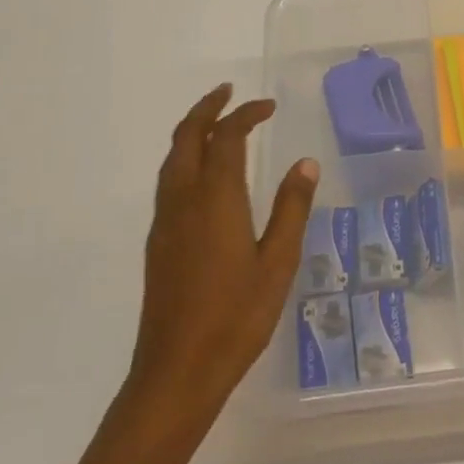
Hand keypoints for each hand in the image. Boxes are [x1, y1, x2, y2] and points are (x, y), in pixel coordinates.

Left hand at [130, 84, 318, 421]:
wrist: (177, 370)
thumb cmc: (237, 316)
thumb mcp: (278, 262)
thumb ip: (291, 209)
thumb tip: (306, 164)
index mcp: (215, 199)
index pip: (226, 138)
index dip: (245, 115)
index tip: (268, 106)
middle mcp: (183, 201)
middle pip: (186, 138)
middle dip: (206, 109)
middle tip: (229, 93)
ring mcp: (165, 222)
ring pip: (171, 159)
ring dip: (191, 132)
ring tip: (215, 124)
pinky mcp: (158, 243)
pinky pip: (168, 182)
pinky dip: (185, 159)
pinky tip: (204, 175)